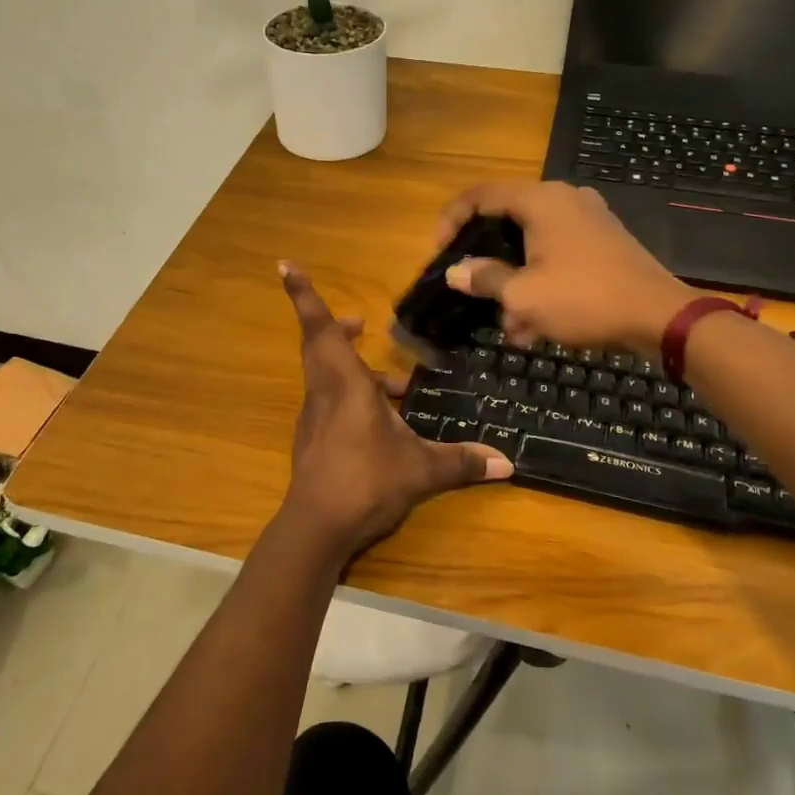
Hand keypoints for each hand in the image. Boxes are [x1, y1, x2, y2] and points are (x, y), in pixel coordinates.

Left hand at [277, 262, 511, 562]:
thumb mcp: (421, 470)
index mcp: (345, 384)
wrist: (317, 527)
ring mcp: (316, 418)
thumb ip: (462, 462)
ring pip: (328, 376)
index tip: (286, 266)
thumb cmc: (366, 481)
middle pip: (322, 346)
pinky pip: (332, 403)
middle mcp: (325, 393)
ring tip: (396, 384)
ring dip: (354, 369)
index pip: (321, 329)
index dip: (304, 296)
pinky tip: (384, 422)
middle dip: (340, 329)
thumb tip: (507, 463)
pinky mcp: (314, 440)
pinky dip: (353, 398)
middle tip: (363, 322)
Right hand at [437, 181, 696, 355]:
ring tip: (512, 327)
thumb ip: (485, 279)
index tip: (441, 253)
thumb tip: (456, 273)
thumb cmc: (584, 299)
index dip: (452, 219)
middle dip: (490, 266)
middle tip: (475, 294)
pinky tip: (538, 327)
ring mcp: (588, 220)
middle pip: (507, 222)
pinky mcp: (604, 243)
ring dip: (516, 284)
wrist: (659, 317)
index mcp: (540, 200)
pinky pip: (559, 256)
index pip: (480, 195)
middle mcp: (564, 200)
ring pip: (533, 247)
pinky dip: (542, 283)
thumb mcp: (523, 295)